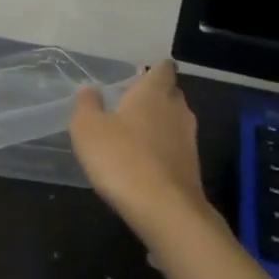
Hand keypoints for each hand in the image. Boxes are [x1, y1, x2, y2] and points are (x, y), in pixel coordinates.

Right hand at [69, 60, 208, 229]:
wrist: (164, 209)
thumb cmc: (121, 158)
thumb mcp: (87, 129)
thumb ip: (87, 105)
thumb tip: (90, 89)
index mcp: (153, 92)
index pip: (163, 68)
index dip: (154, 68)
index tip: (141, 73)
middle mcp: (176, 109)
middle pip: (171, 93)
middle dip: (155, 95)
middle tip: (131, 102)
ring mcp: (188, 139)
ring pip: (175, 120)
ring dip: (159, 123)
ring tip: (135, 131)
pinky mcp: (192, 167)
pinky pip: (176, 146)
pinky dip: (163, 148)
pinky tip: (144, 160)